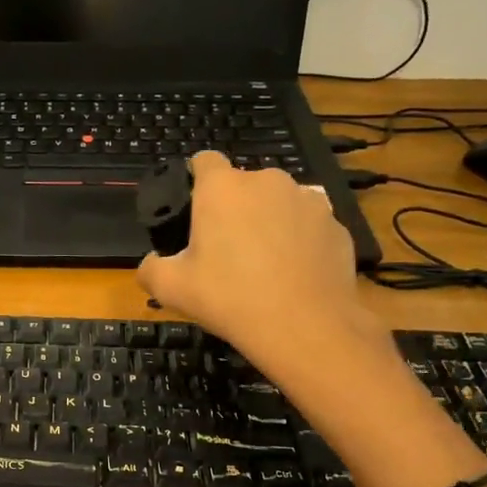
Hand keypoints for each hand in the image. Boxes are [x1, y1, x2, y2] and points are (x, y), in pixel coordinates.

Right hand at [136, 152, 395, 406]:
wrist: (305, 326)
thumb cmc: (229, 298)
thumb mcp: (171, 289)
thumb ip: (150, 269)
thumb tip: (151, 263)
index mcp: (222, 188)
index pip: (204, 160)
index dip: (195, 180)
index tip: (192, 209)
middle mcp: (267, 181)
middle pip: (242, 185)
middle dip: (232, 209)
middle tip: (223, 251)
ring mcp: (307, 199)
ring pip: (277, 203)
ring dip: (267, 222)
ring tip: (262, 264)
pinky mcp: (335, 223)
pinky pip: (307, 225)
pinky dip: (298, 241)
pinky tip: (292, 274)